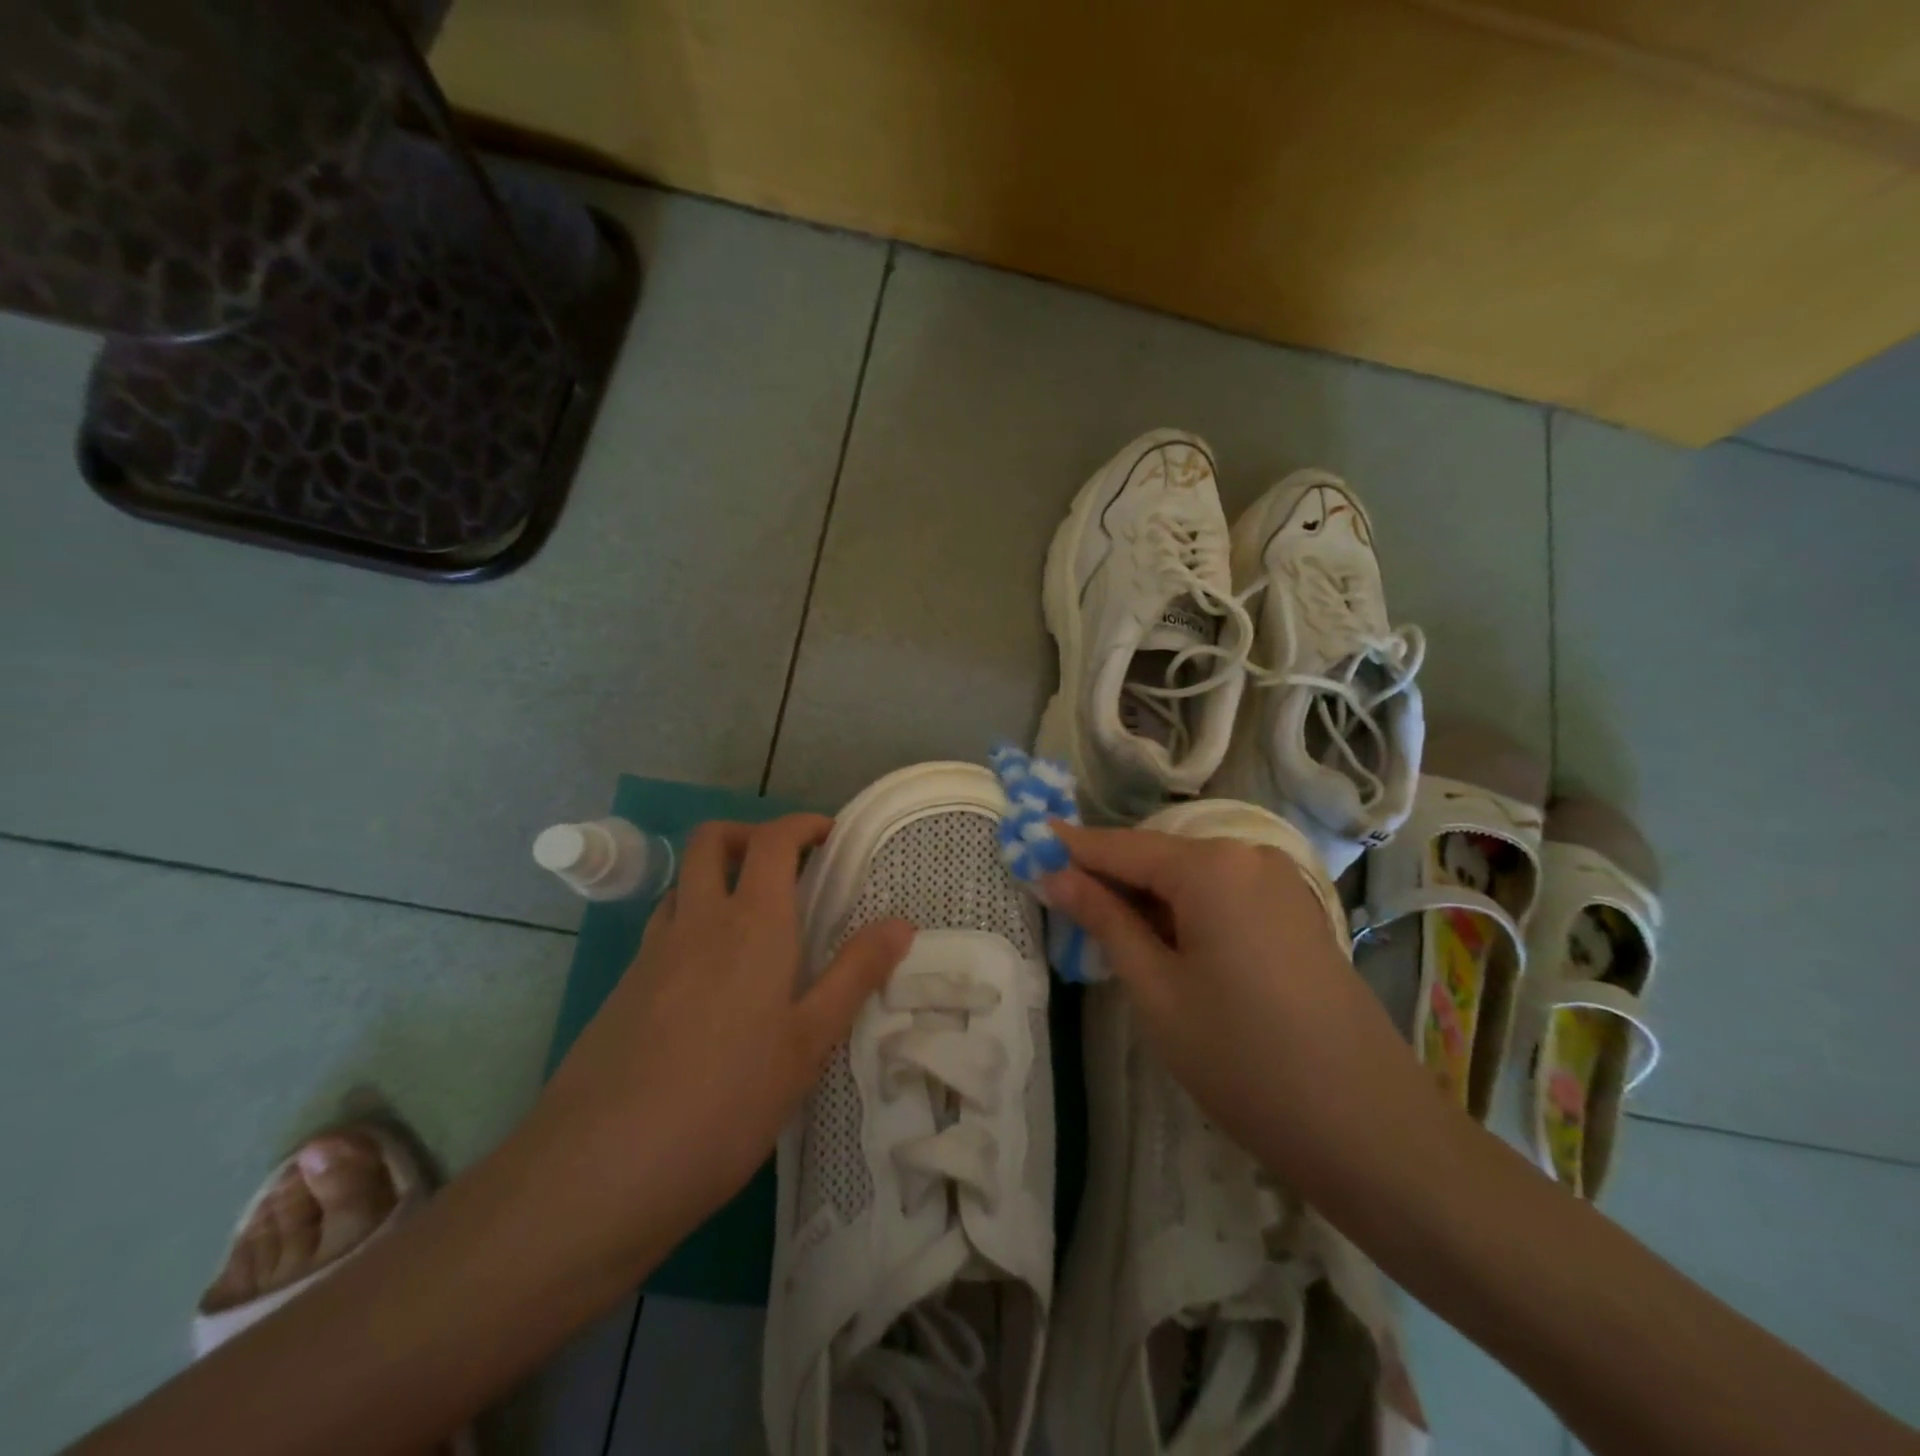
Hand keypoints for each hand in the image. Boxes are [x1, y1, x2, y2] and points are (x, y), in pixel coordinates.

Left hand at [532, 814, 912, 1262]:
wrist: (598, 1170)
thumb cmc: (727, 1101)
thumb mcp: (808, 1043)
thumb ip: (855, 974)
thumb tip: (902, 922)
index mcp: (752, 923)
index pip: (774, 841)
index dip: (803, 825)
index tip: (831, 836)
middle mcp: (698, 920)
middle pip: (713, 840)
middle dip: (750, 835)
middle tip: (786, 866)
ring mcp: (652, 952)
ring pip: (684, 882)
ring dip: (718, 877)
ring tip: (752, 920)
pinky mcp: (623, 988)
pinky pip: (664, 928)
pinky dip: (693, 922)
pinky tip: (711, 979)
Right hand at [1041, 822, 1426, 1189]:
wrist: (1370, 1130)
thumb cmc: (1244, 1059)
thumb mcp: (1156, 990)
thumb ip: (1104, 921)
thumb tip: (1056, 876)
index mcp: (1210, 866)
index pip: (1120, 846)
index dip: (1072, 849)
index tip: (1027, 846)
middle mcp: (1248, 856)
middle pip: (1158, 857)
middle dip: (1110, 878)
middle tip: (1061, 905)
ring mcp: (1280, 883)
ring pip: (1191, 878)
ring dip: (1148, 900)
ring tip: (1109, 935)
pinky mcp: (1297, 913)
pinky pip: (1224, 896)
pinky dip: (1186, 913)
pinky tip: (1168, 949)